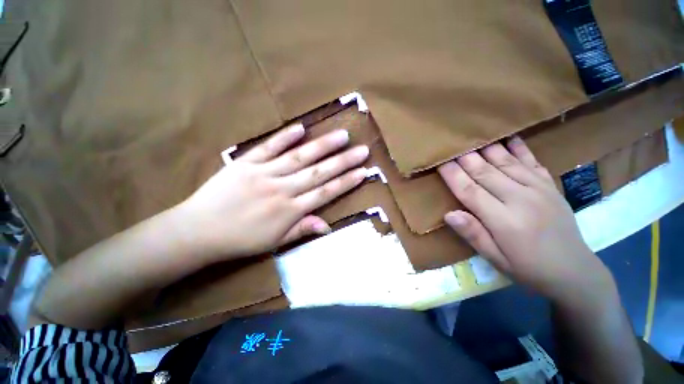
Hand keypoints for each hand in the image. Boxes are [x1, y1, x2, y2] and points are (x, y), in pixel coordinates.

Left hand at [176, 124, 368, 262]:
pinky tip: (301, 128)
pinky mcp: (246, 163)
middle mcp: (282, 189)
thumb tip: (328, 226)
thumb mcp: (275, 242)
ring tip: (342, 136)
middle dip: (343, 161)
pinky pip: (269, 147)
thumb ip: (302, 229)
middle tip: (362, 150)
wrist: (198, 231)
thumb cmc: (241, 240)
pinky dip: (285, 137)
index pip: (325, 193)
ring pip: (300, 157)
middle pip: (318, 172)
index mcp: (289, 210)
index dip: (346, 182)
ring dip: (323, 146)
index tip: (363, 172)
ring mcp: (264, 173)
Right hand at [438, 137, 613, 304]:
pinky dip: (520, 148)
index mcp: (504, 221)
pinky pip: (532, 162)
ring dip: (486, 149)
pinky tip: (509, 137)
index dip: (452, 175)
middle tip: (450, 145)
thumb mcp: (496, 259)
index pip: (470, 191)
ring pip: (506, 163)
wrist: (575, 273)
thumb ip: (473, 235)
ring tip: (472, 137)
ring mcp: (539, 190)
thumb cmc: (528, 269)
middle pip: (485, 172)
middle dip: (464, 157)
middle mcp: (521, 199)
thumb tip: (449, 214)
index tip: (439, 162)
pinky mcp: (550, 187)